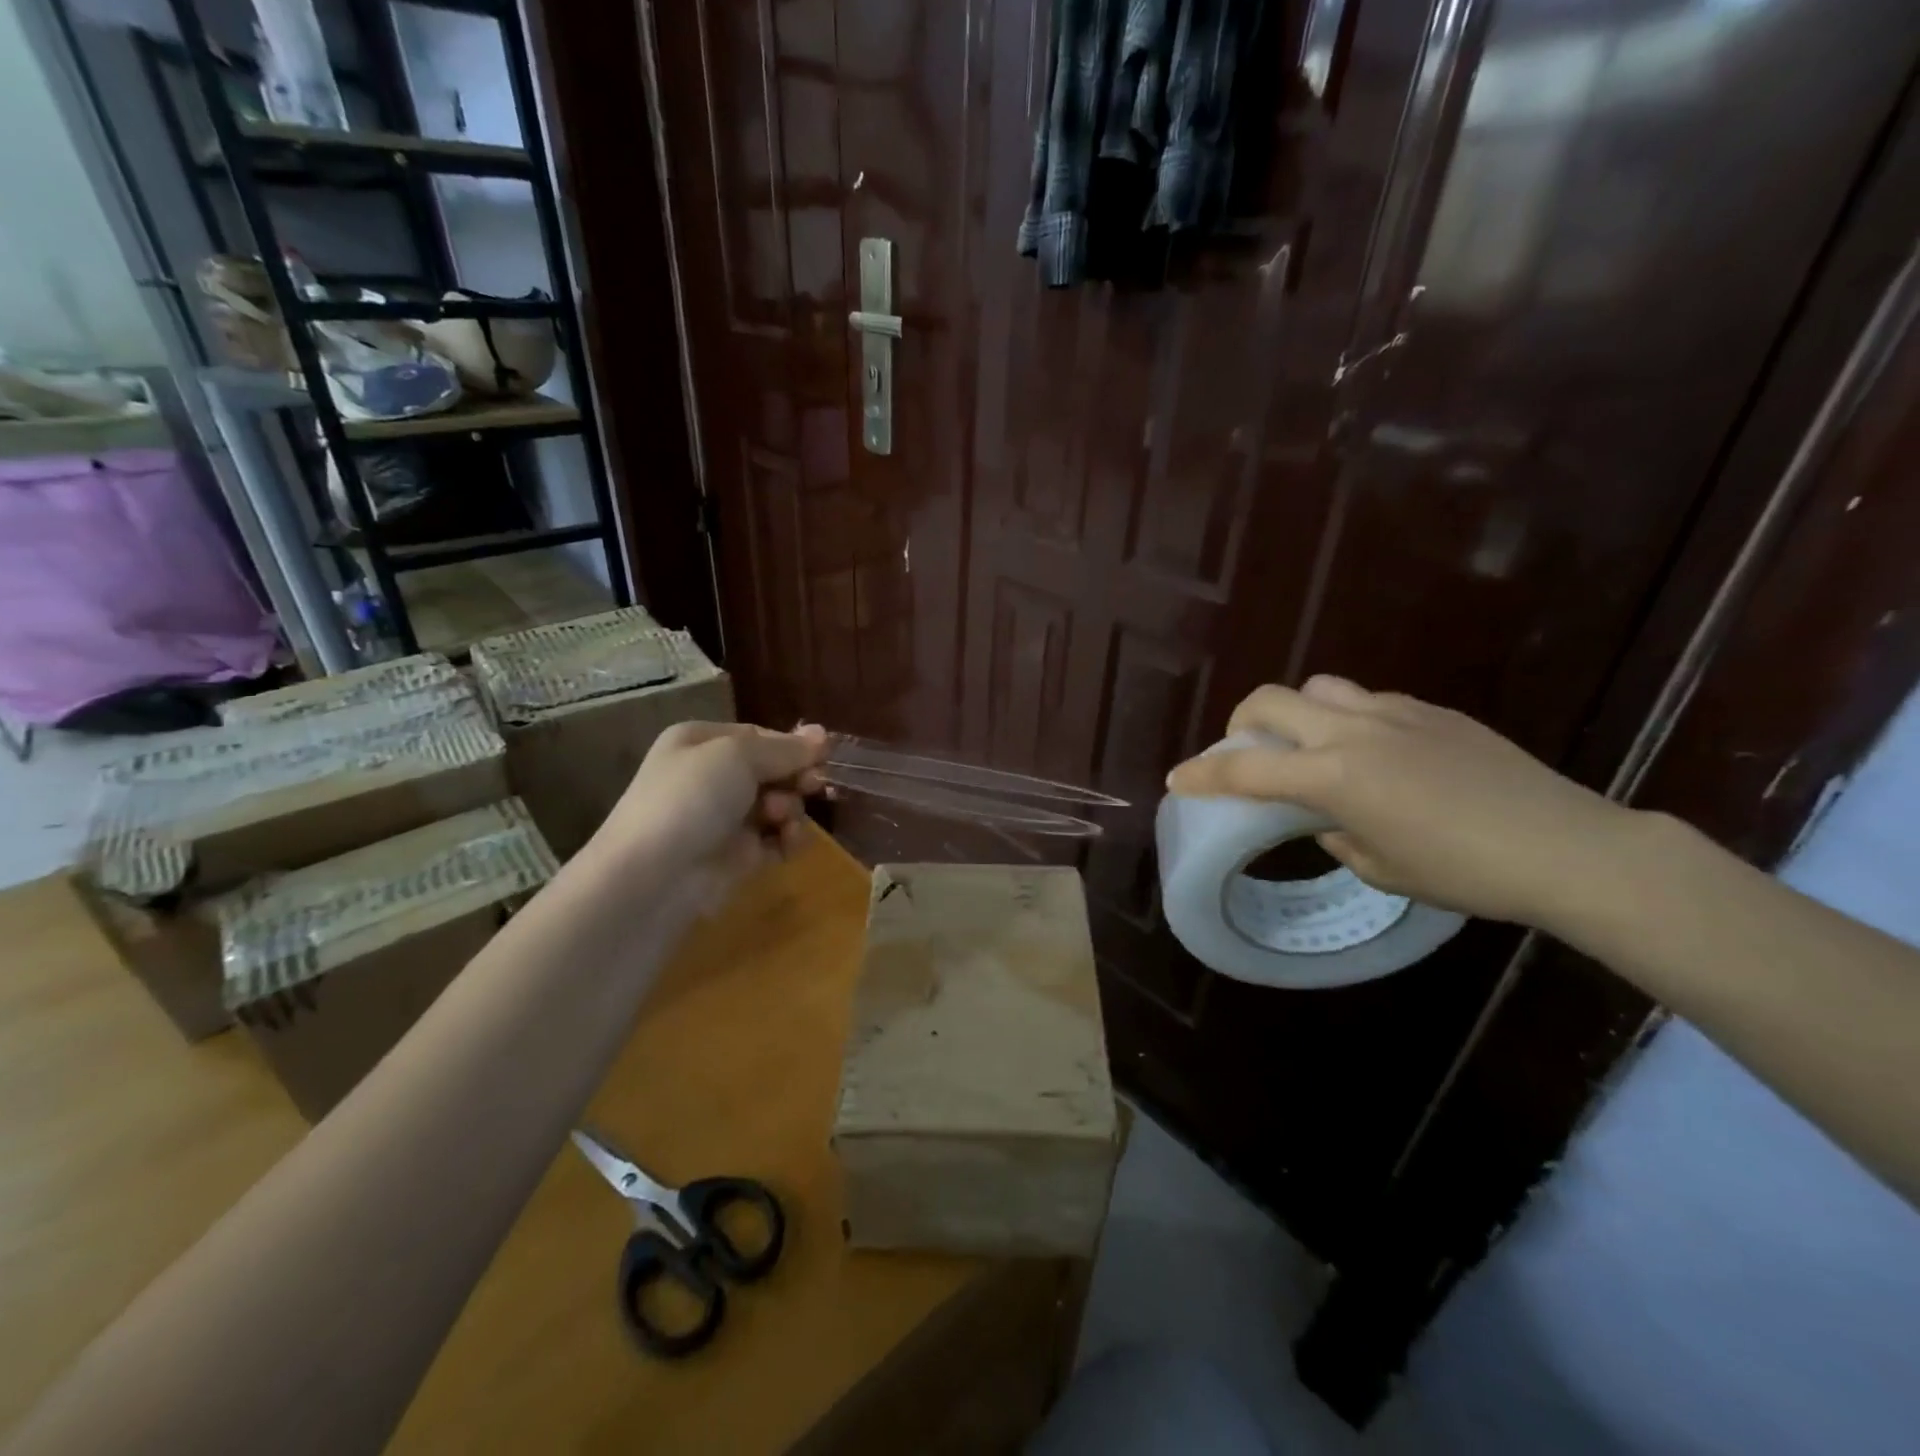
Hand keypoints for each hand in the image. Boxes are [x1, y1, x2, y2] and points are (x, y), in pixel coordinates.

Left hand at [591, 721, 829, 906]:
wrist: (653, 877)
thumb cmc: (691, 799)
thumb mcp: (738, 756)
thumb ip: (785, 748)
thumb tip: (823, 734)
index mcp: (702, 743)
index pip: (760, 736)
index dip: (792, 746)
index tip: (822, 756)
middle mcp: (712, 777)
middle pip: (774, 770)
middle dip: (795, 778)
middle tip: (812, 786)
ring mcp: (725, 818)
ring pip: (779, 804)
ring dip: (790, 809)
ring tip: (780, 820)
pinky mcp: (738, 855)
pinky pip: (777, 839)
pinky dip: (788, 839)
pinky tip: (787, 842)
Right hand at [1165, 677, 1639, 927]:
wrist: (1568, 848)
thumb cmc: (1465, 873)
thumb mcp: (1382, 869)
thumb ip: (1336, 833)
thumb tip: (1326, 817)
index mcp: (1333, 777)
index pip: (1246, 771)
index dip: (1203, 776)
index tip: (1177, 779)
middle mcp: (1354, 733)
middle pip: (1271, 699)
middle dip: (1243, 723)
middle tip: (1248, 751)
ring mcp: (1396, 714)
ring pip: (1321, 689)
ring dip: (1299, 712)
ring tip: (1314, 747)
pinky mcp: (1434, 712)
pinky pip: (1371, 702)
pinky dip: (1351, 720)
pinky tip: (1379, 754)